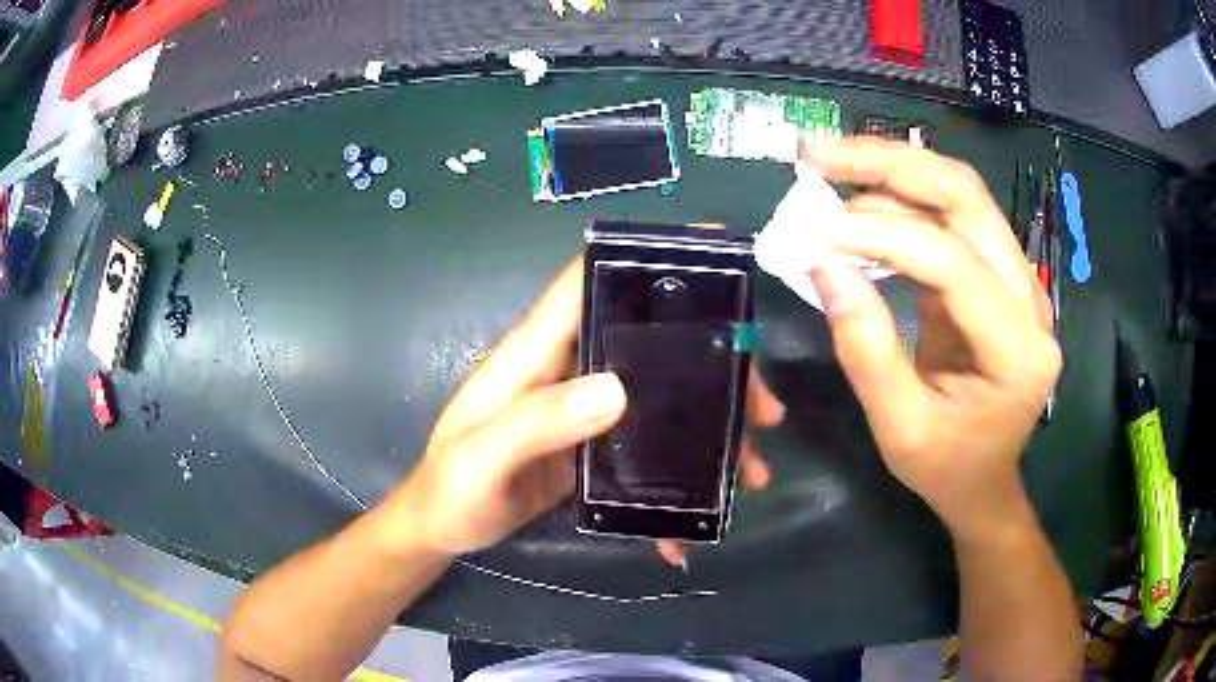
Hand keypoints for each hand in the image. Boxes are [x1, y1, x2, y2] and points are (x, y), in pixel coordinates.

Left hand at [400, 259, 782, 556]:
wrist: (441, 528)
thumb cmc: (449, 489)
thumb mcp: (482, 459)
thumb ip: (535, 423)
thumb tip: (616, 388)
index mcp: (534, 353)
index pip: (586, 282)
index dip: (640, 253)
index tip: (711, 248)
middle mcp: (565, 369)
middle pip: (647, 340)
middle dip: (712, 363)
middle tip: (761, 405)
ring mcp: (582, 409)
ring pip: (660, 394)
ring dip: (710, 423)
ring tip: (750, 465)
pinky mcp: (592, 446)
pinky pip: (648, 443)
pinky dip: (680, 469)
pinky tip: (702, 507)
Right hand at [803, 137, 1060, 539]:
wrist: (985, 479)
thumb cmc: (947, 467)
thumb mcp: (899, 427)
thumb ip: (866, 347)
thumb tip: (822, 264)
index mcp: (1019, 350)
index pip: (953, 263)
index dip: (883, 235)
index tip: (817, 231)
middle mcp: (1030, 299)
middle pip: (967, 197)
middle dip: (891, 164)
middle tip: (820, 156)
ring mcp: (1018, 280)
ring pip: (960, 193)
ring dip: (894, 170)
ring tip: (830, 167)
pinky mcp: (997, 274)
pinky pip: (951, 216)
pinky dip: (902, 197)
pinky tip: (861, 197)